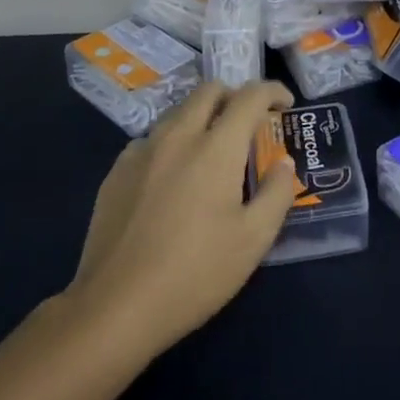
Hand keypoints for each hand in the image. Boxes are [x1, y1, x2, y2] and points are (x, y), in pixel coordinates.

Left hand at [69, 80, 297, 358]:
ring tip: (211, 150)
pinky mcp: (116, 172)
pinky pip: (151, 139)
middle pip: (209, 91)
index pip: (250, 96)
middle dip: (235, 96)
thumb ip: (277, 193)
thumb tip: (283, 163)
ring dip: (202, 117)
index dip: (273, 91)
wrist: (113, 309)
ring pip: (178, 112)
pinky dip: (172, 142)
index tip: (286, 104)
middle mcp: (178, 136)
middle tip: (249, 123)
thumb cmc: (194, 274)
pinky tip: (172, 177)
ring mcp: (142, 151)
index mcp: (216, 147)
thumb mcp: (253, 240)